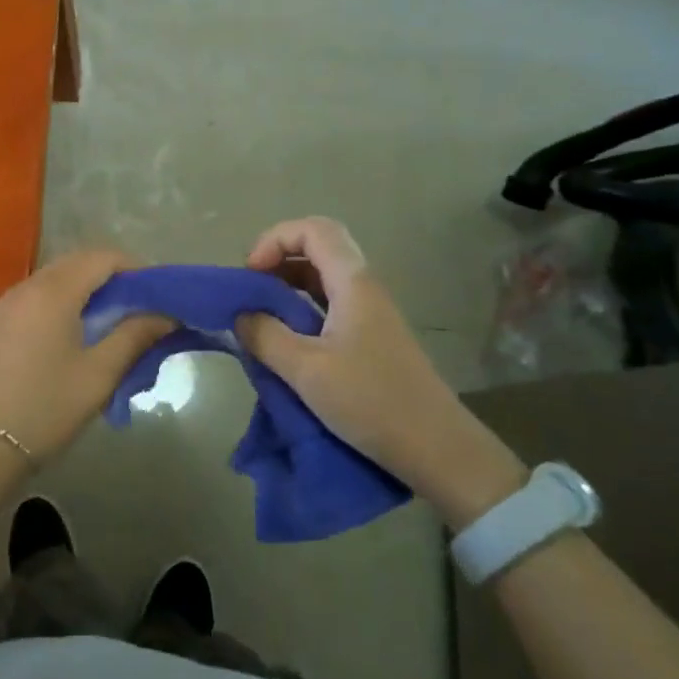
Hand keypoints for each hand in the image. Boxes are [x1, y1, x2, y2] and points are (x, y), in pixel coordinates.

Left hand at [0, 248, 173, 461]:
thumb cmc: (46, 407)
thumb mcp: (99, 374)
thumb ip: (135, 336)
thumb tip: (166, 315)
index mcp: (54, 291)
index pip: (102, 257)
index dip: (134, 268)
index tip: (157, 294)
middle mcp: (28, 285)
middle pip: (78, 262)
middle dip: (113, 276)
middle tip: (140, 307)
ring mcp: (8, 301)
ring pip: (57, 277)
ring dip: (88, 287)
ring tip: (113, 320)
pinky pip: (39, 294)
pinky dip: (65, 299)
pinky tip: (77, 331)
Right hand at [236, 216, 525, 524]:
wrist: (437, 449)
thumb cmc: (371, 401)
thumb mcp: (306, 370)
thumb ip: (265, 336)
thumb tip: (241, 316)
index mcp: (353, 282)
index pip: (312, 230)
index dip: (274, 239)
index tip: (250, 274)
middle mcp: (364, 287)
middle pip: (319, 246)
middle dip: (278, 257)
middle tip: (252, 287)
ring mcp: (370, 312)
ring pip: (324, 275)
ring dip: (288, 283)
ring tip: (260, 312)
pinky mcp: (371, 337)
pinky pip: (330, 302)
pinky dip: (301, 306)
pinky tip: (285, 336)